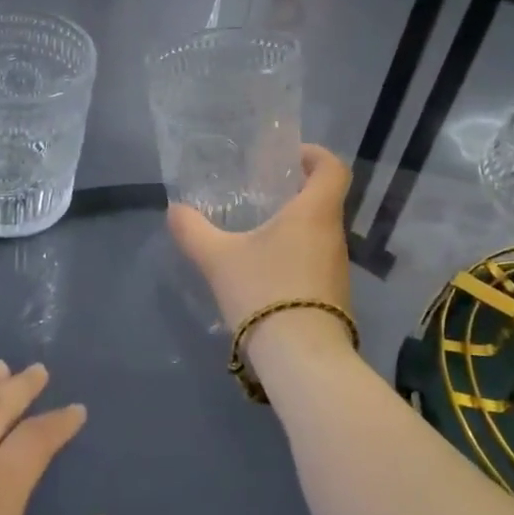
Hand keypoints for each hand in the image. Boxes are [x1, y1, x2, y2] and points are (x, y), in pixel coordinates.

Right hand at [166, 144, 353, 341]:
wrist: (302, 359)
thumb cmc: (264, 291)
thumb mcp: (218, 259)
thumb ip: (193, 231)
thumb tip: (174, 210)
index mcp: (315, 213)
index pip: (333, 168)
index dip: (316, 155)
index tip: (291, 156)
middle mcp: (334, 235)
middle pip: (325, 200)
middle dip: (297, 192)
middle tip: (263, 194)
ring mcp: (338, 269)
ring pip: (320, 234)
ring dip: (296, 227)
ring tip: (259, 233)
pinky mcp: (335, 297)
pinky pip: (317, 262)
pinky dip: (296, 257)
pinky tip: (267, 273)